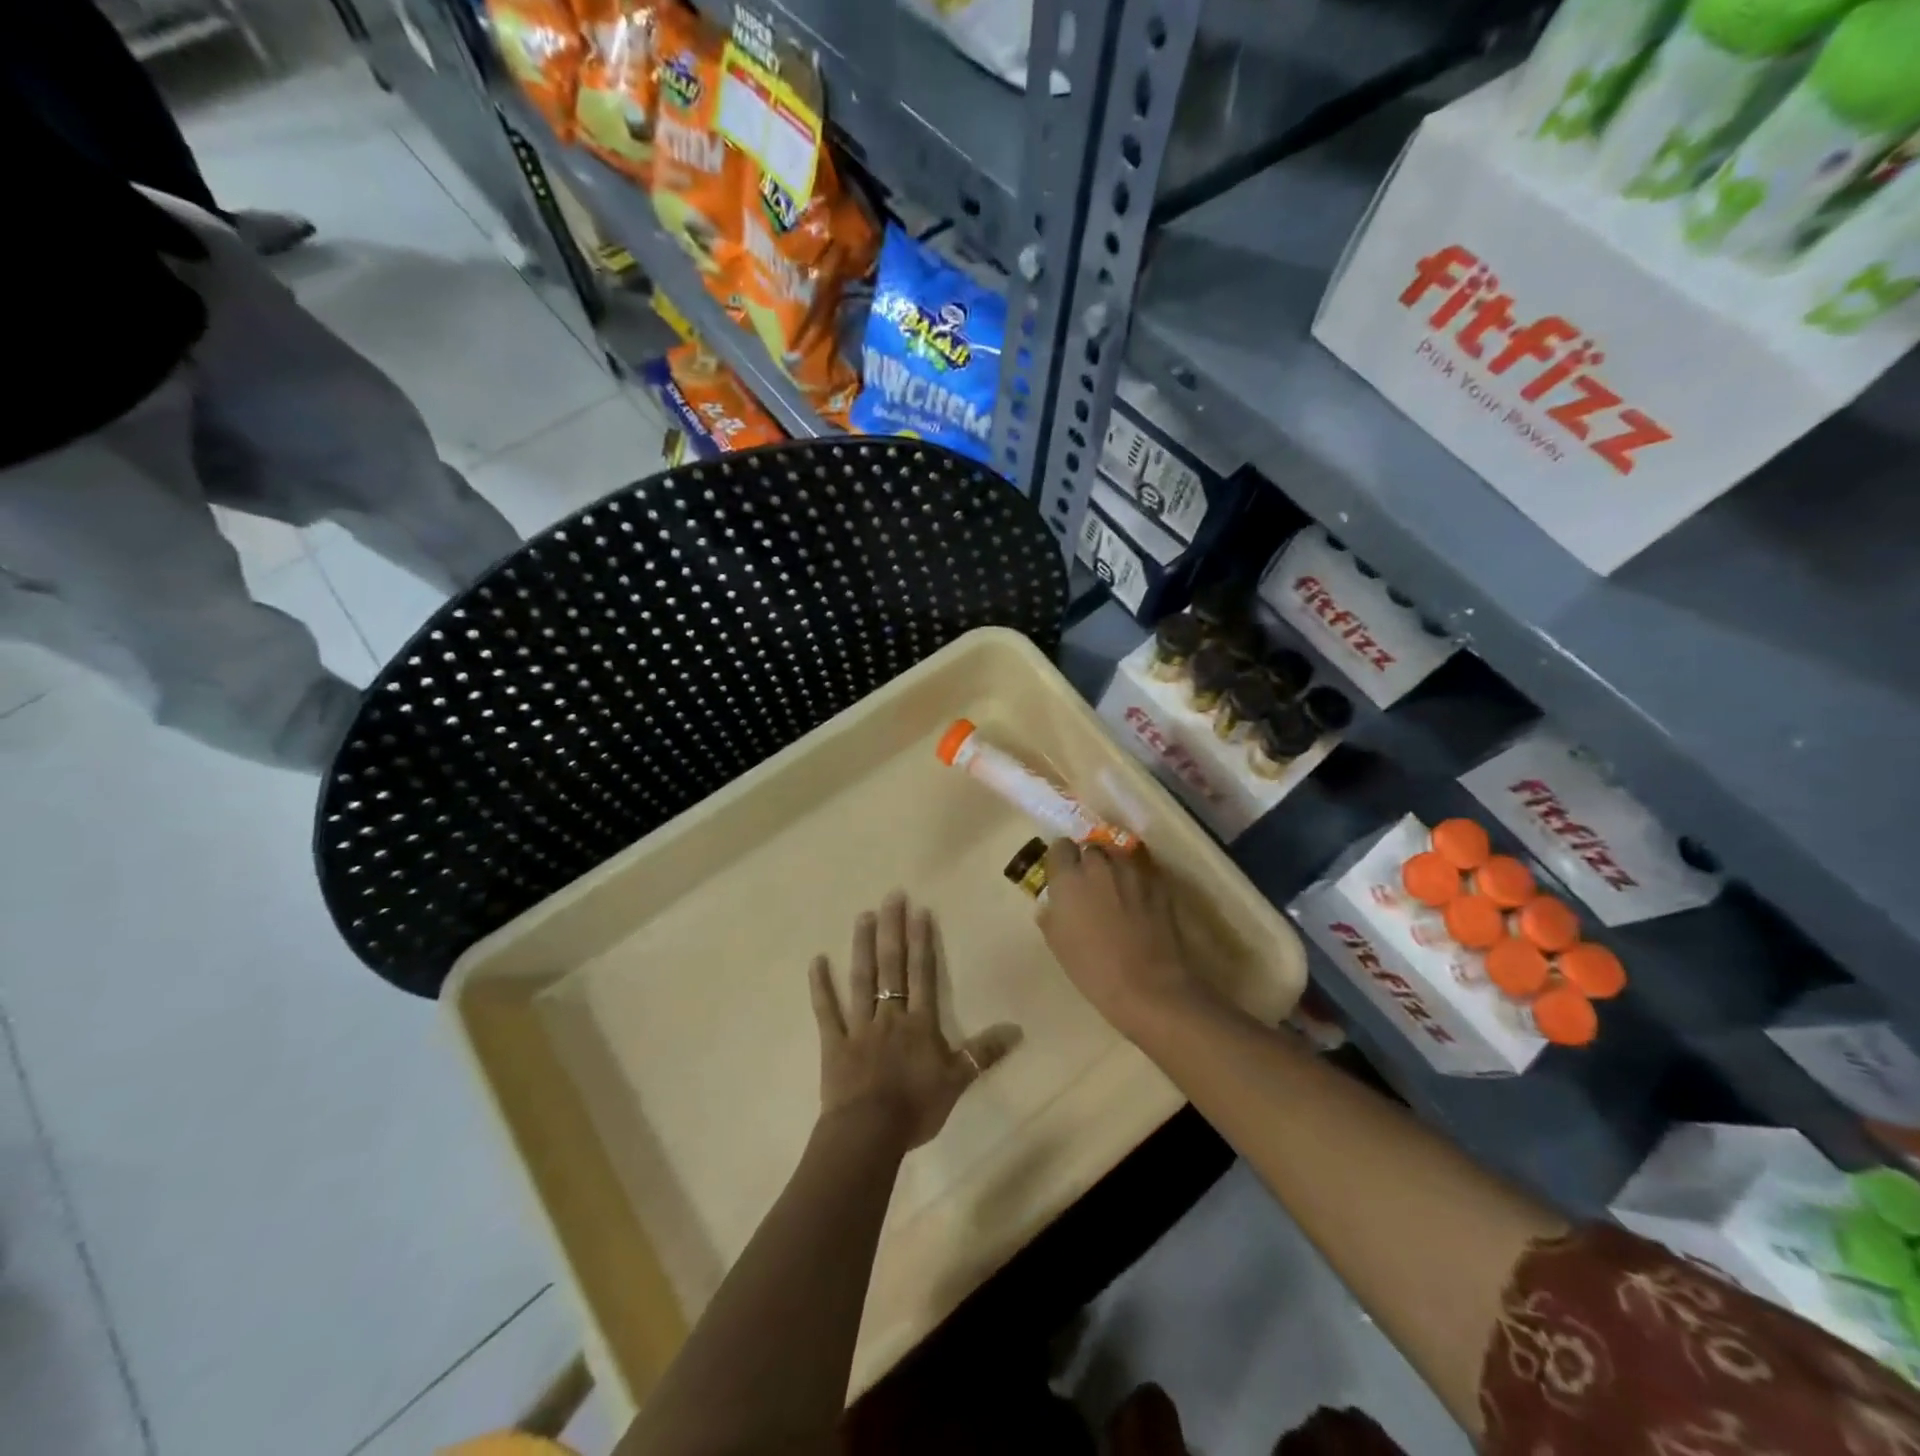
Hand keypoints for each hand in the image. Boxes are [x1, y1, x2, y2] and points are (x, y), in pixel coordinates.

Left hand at [808, 893, 1019, 1152]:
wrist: (869, 1134)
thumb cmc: (915, 1107)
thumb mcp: (957, 1082)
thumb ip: (984, 1053)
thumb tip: (1017, 1030)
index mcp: (919, 1023)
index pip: (922, 974)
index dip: (921, 942)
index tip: (919, 911)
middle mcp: (890, 1015)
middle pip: (891, 966)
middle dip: (892, 930)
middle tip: (891, 896)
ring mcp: (859, 1027)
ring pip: (861, 980)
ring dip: (862, 946)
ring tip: (863, 915)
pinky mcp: (835, 1043)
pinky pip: (827, 1011)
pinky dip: (820, 987)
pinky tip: (816, 961)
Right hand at [1037, 840, 1199, 1032]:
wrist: (1149, 986)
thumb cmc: (1094, 969)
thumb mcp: (1057, 944)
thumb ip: (1051, 914)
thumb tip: (1054, 904)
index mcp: (1069, 878)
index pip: (1060, 847)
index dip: (1061, 860)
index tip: (1062, 876)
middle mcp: (1100, 865)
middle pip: (1091, 847)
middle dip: (1088, 861)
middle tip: (1089, 886)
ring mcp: (1133, 871)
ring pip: (1118, 855)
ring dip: (1114, 867)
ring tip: (1116, 890)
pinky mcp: (1159, 882)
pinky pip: (1142, 870)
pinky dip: (1137, 879)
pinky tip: (1139, 900)